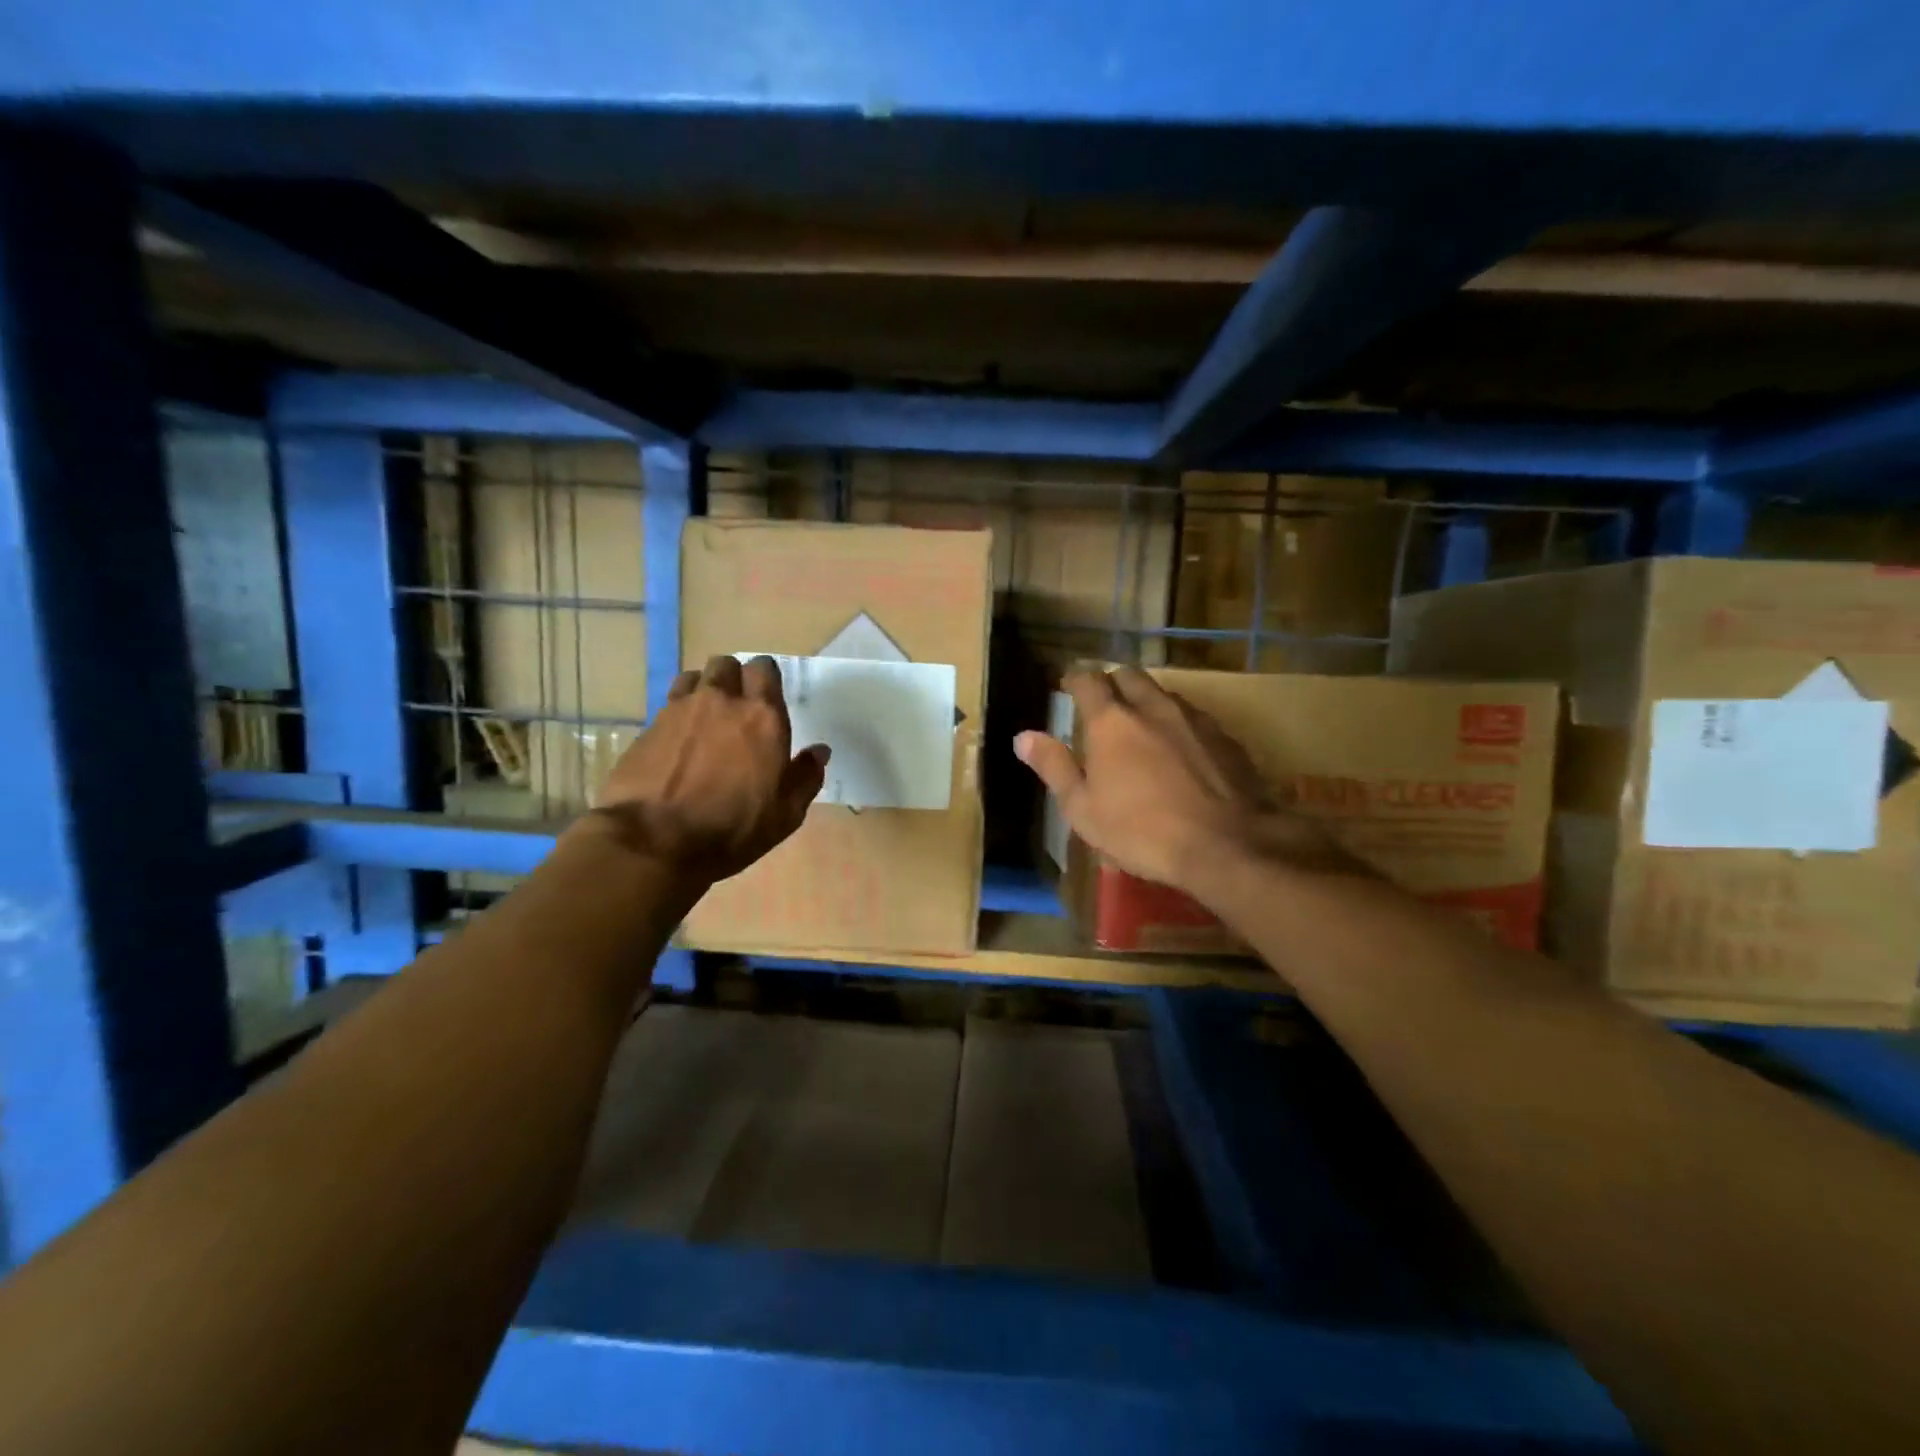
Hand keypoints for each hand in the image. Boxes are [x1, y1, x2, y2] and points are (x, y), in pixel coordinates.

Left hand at [586, 655, 829, 883]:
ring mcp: (680, 710)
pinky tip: (679, 741)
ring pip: (694, 677)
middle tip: (738, 706)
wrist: (653, 842)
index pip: (765, 669)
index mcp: (762, 717)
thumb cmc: (731, 830)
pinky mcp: (648, 727)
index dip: (766, 678)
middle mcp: (721, 702)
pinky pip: (668, 704)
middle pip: (727, 664)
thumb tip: (820, 751)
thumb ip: (806, 777)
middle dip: (734, 678)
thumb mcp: (785, 815)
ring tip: (706, 716)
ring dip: (704, 689)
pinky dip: (678, 714)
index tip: (768, 697)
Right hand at [1015, 667, 1355, 902]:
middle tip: (1103, 705)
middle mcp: (1153, 707)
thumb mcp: (1083, 809)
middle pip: (1129, 675)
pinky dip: (1178, 724)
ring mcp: (1194, 719)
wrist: (1227, 845)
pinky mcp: (1225, 737)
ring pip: (1164, 694)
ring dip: (1147, 702)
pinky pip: (1194, 717)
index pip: (1088, 680)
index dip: (1074, 678)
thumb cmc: (1142, 831)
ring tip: (1142, 728)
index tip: (1067, 686)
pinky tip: (1181, 752)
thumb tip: (1023, 737)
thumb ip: (1054, 767)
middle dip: (1113, 683)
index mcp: (1112, 722)